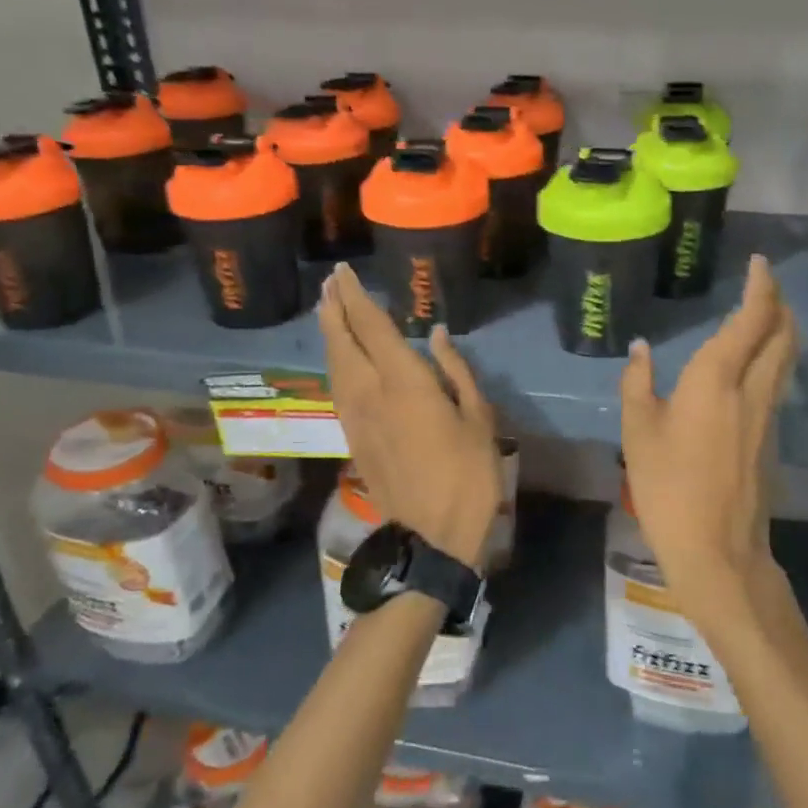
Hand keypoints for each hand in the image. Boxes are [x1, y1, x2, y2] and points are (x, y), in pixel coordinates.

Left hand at [318, 263, 502, 569]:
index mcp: (404, 382)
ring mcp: (356, 417)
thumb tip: (436, 334)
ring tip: (328, 310)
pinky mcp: (353, 438)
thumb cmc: (468, 474)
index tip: (344, 272)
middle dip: (333, 308)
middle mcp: (370, 392)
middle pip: (341, 341)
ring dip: (329, 334)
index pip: (370, 326)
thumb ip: (455, 370)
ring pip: (334, 365)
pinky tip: (339, 358)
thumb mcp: (478, 417)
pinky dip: (334, 363)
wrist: (433, 535)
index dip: (354, 296)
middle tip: (330, 283)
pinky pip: (337, 388)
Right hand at [619, 255, 798, 619]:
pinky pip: (778, 382)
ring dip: (781, 329)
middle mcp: (751, 389)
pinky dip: (773, 358)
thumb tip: (641, 349)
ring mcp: (767, 415)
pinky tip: (752, 364)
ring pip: (785, 358)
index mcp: (717, 379)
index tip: (758, 263)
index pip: (751, 319)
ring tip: (764, 315)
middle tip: (764, 284)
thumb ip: (637, 383)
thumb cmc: (668, 486)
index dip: (760, 287)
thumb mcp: (638, 432)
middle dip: (779, 303)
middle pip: (782, 334)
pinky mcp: (770, 438)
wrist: (717, 548)